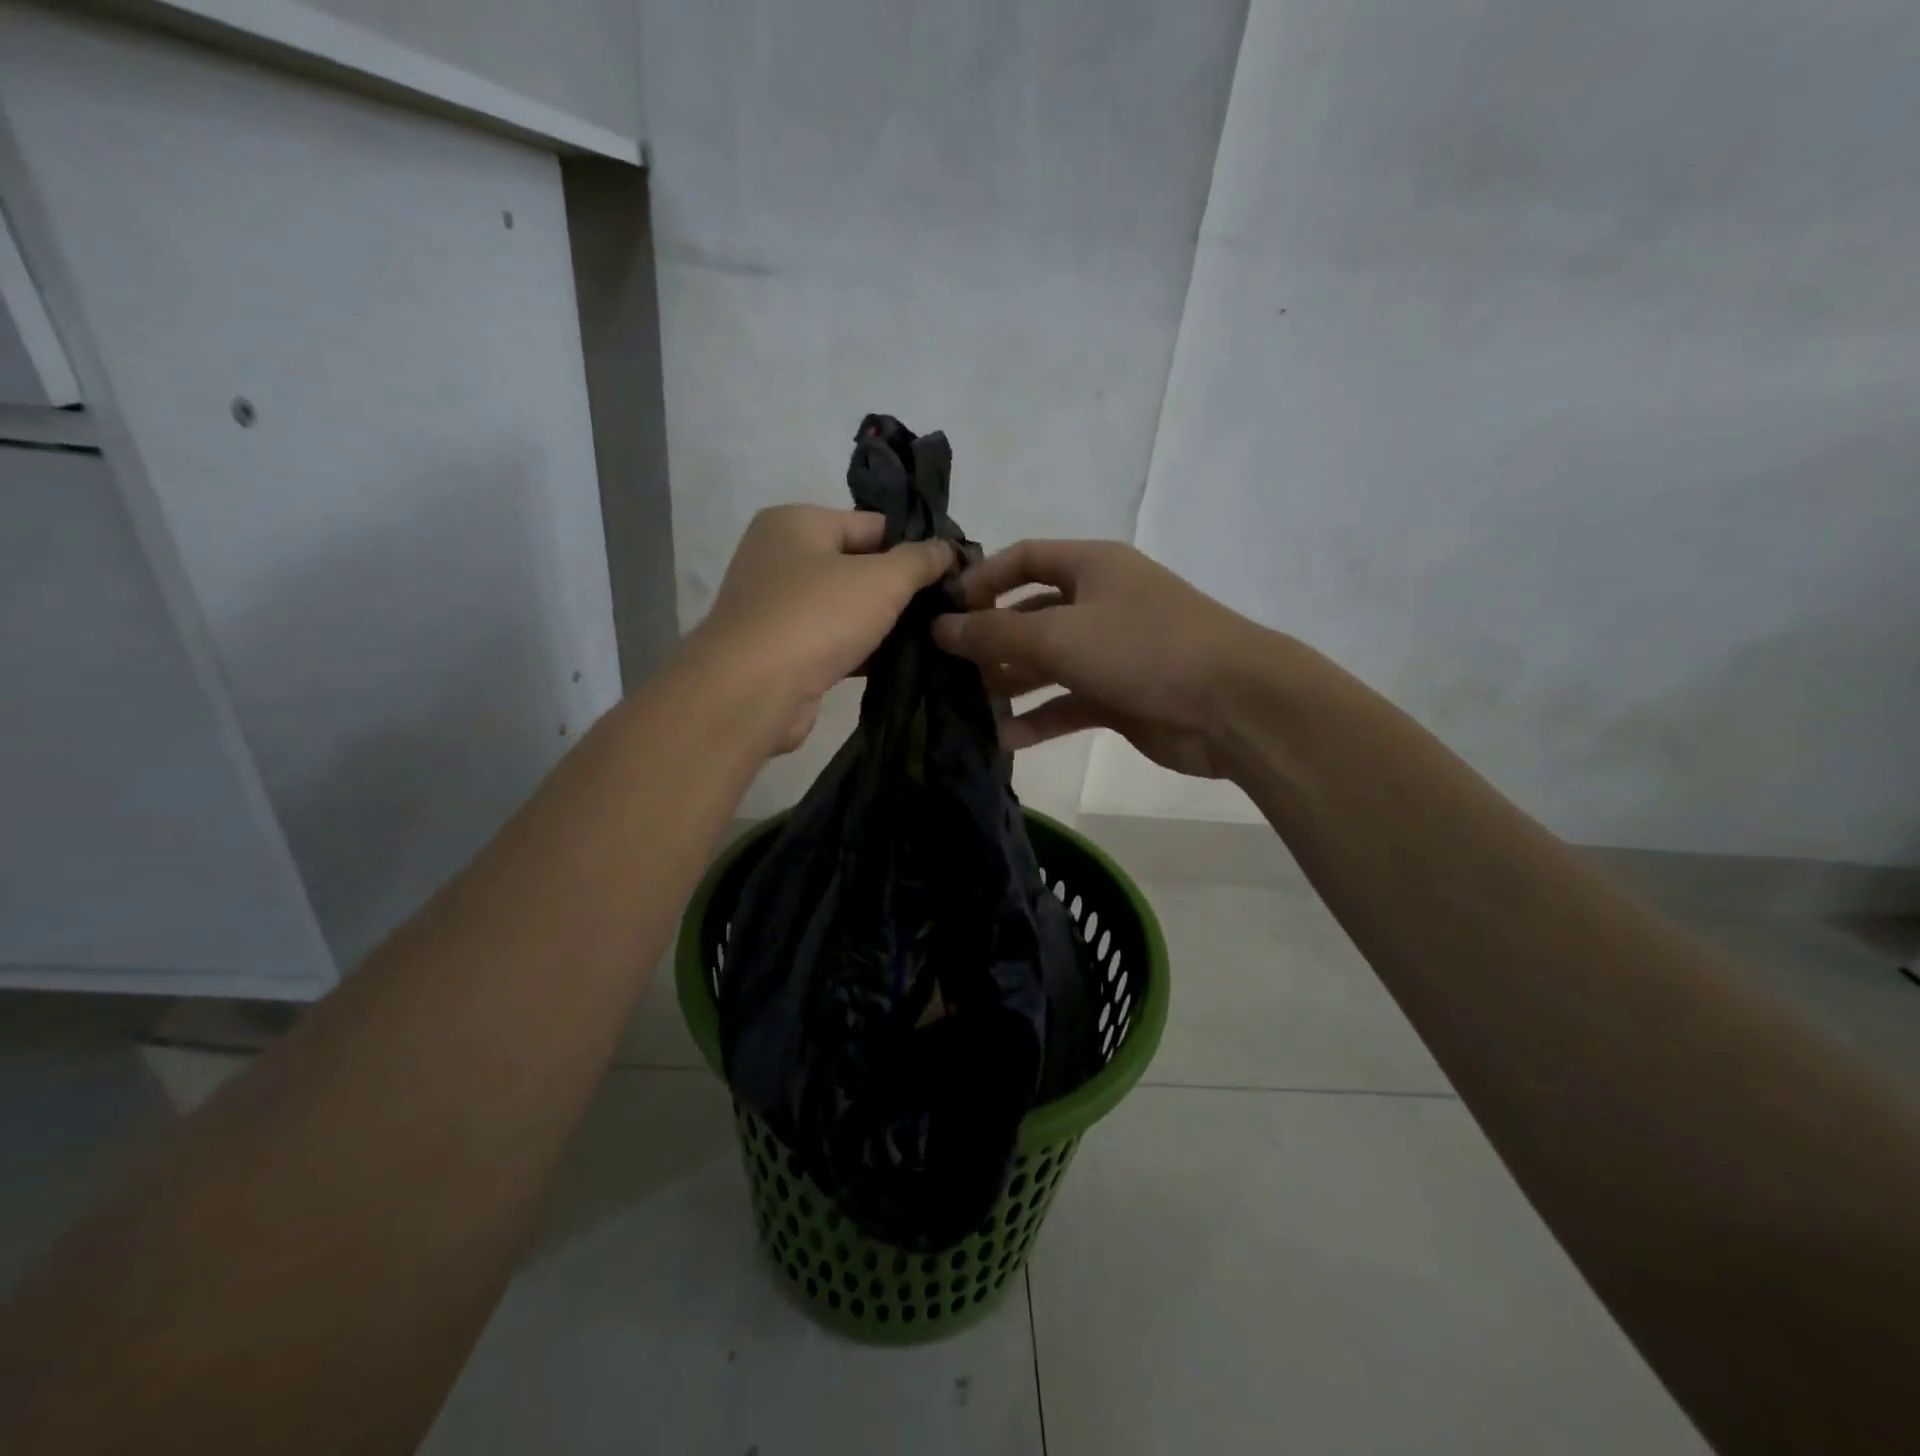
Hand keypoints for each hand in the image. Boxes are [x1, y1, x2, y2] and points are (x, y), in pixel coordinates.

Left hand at [689, 505, 952, 752]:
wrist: (752, 691)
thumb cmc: (817, 617)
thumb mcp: (883, 579)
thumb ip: (920, 560)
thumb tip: (947, 549)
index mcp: (796, 522)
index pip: (872, 524)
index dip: (915, 546)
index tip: (954, 572)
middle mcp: (779, 557)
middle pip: (858, 565)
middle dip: (900, 588)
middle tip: (946, 607)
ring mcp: (776, 606)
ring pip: (845, 607)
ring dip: (882, 623)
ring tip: (931, 636)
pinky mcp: (779, 650)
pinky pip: (831, 641)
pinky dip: (860, 650)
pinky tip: (898, 664)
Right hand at [932, 540, 1266, 777]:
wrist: (1233, 705)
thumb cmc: (1143, 648)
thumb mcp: (1060, 634)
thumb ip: (995, 632)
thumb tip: (940, 627)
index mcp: (1092, 567)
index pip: (1024, 559)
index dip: (982, 579)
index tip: (943, 609)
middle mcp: (1100, 603)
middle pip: (1031, 616)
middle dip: (990, 641)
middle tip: (945, 669)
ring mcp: (1112, 652)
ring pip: (1047, 664)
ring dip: (1010, 684)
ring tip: (966, 708)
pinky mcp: (1120, 696)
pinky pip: (1067, 703)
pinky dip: (1039, 719)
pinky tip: (1005, 740)